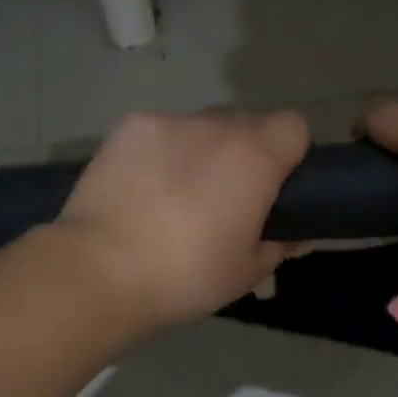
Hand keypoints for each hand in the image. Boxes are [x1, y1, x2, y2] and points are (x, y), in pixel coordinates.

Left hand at [57, 109, 310, 328]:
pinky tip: (141, 184)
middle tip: (225, 196)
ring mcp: (169, 121)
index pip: (293, 126)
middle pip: (246, 124)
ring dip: (201, 149)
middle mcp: (216, 126)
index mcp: (254, 156)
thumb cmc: (186, 274)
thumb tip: (296, 234)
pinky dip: (160, 151)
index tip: (275, 185)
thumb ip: (280, 245)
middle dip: (244, 152)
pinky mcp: (129, 126)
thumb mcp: (247, 272)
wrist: (101, 269)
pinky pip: (161, 131)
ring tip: (176, 192)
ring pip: (201, 127)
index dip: (289, 152)